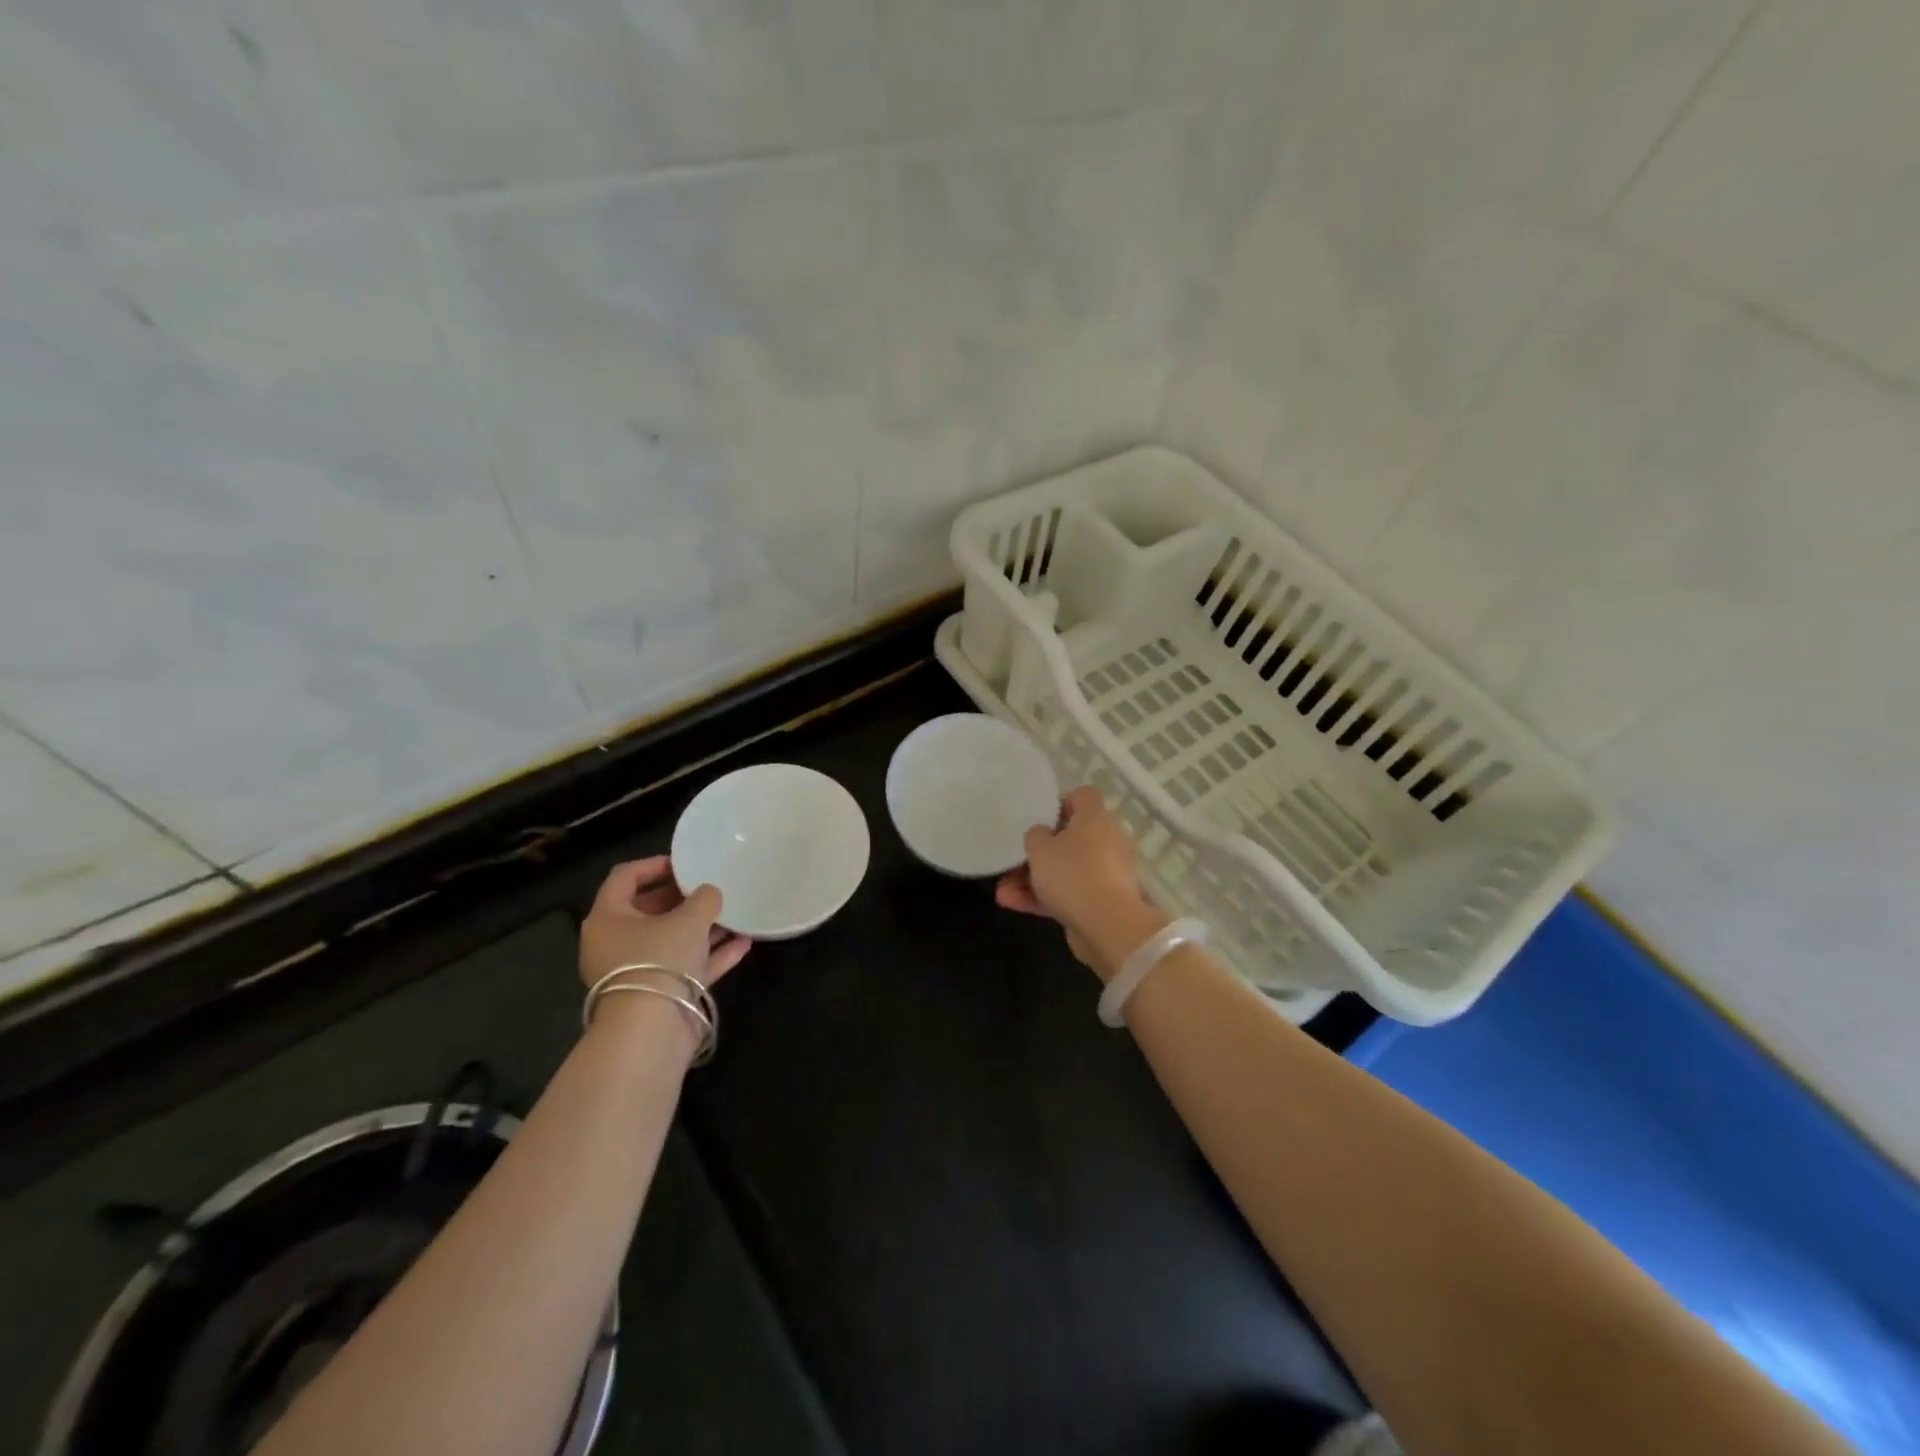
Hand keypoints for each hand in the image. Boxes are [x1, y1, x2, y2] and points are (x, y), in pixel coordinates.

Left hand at [579, 856, 751, 989]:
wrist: (652, 1030)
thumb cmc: (659, 959)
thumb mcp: (688, 919)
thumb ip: (704, 899)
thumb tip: (710, 893)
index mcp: (608, 918)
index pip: (625, 877)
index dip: (655, 864)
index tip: (687, 863)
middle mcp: (616, 943)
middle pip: (649, 910)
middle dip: (683, 898)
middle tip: (711, 886)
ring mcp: (637, 971)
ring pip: (671, 940)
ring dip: (702, 927)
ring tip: (733, 912)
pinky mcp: (659, 995)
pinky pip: (686, 966)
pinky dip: (711, 954)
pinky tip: (743, 943)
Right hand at [995, 787, 1167, 981]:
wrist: (1108, 926)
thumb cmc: (1072, 874)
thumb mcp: (1040, 848)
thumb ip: (1035, 835)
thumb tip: (1041, 834)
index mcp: (1096, 818)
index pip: (1083, 797)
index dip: (1060, 804)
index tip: (1039, 821)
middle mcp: (1106, 841)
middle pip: (1069, 838)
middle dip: (1038, 853)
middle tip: (1014, 863)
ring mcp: (1105, 873)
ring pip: (1065, 869)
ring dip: (1034, 880)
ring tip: (1004, 892)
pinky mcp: (1101, 901)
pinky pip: (1070, 893)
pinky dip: (1045, 898)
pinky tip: (1014, 905)